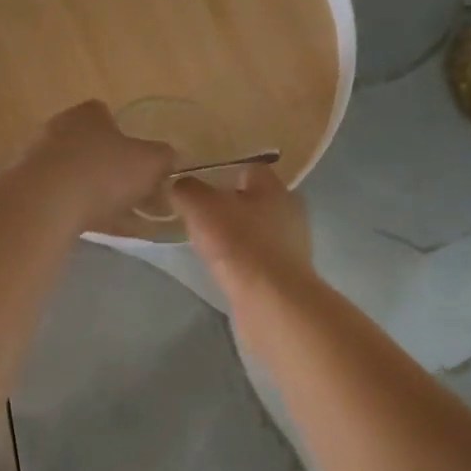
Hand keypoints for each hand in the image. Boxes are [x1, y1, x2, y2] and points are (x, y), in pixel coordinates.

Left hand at [16, 101, 175, 232]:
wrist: (45, 205)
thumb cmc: (103, 173)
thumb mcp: (150, 163)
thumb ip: (165, 157)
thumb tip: (173, 156)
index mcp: (88, 114)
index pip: (108, 116)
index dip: (128, 140)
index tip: (141, 164)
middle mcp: (59, 129)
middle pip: (93, 148)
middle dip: (114, 170)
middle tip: (137, 196)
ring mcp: (39, 160)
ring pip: (78, 176)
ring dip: (99, 195)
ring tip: (125, 220)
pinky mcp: (28, 190)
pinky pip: (63, 200)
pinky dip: (82, 212)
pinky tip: (101, 230)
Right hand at [169, 164, 312, 293]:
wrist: (270, 301)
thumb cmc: (238, 243)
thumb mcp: (200, 207)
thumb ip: (187, 190)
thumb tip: (179, 185)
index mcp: (274, 187)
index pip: (249, 170)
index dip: (222, 175)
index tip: (198, 190)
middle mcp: (290, 212)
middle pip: (254, 201)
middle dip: (229, 209)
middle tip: (199, 219)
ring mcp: (292, 246)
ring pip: (257, 232)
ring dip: (236, 237)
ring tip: (209, 248)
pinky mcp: (287, 275)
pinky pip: (259, 260)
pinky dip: (243, 263)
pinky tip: (225, 271)